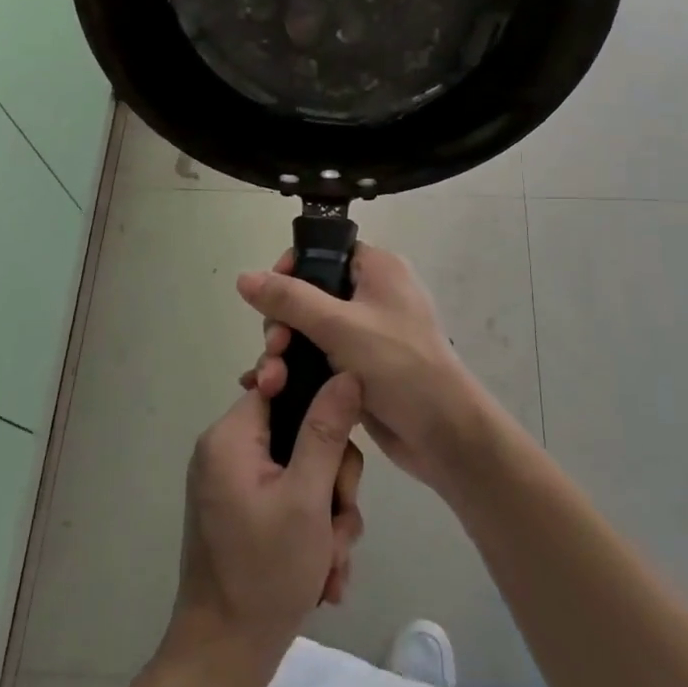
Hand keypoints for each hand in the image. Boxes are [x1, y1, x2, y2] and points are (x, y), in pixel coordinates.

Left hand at [170, 375, 365, 663]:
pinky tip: (324, 573)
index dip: (321, 402)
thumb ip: (327, 430)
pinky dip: (314, 531)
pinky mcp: (248, 514)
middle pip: (301, 433)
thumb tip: (346, 373)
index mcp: (230, 437)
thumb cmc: (264, 572)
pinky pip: (293, 500)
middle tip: (338, 522)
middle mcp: (229, 453)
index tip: (346, 435)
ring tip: (331, 560)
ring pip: (306, 471)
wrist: (224, 658)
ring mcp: (238, 485)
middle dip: (333, 481)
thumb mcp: (307, 498)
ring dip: (330, 515)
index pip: (281, 385)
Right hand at [236, 245, 500, 494]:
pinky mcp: (361, 368)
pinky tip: (271, 391)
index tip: (269, 299)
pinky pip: (320, 359)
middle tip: (275, 350)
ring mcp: (367, 334)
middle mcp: (373, 295)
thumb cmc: (398, 366)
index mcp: (377, 269)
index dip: (291, 270)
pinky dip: (298, 371)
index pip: (324, 252)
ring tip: (271, 382)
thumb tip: (244, 276)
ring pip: (310, 331)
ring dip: (285, 354)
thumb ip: (289, 300)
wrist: (443, 434)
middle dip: (283, 324)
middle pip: (310, 294)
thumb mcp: (339, 326)